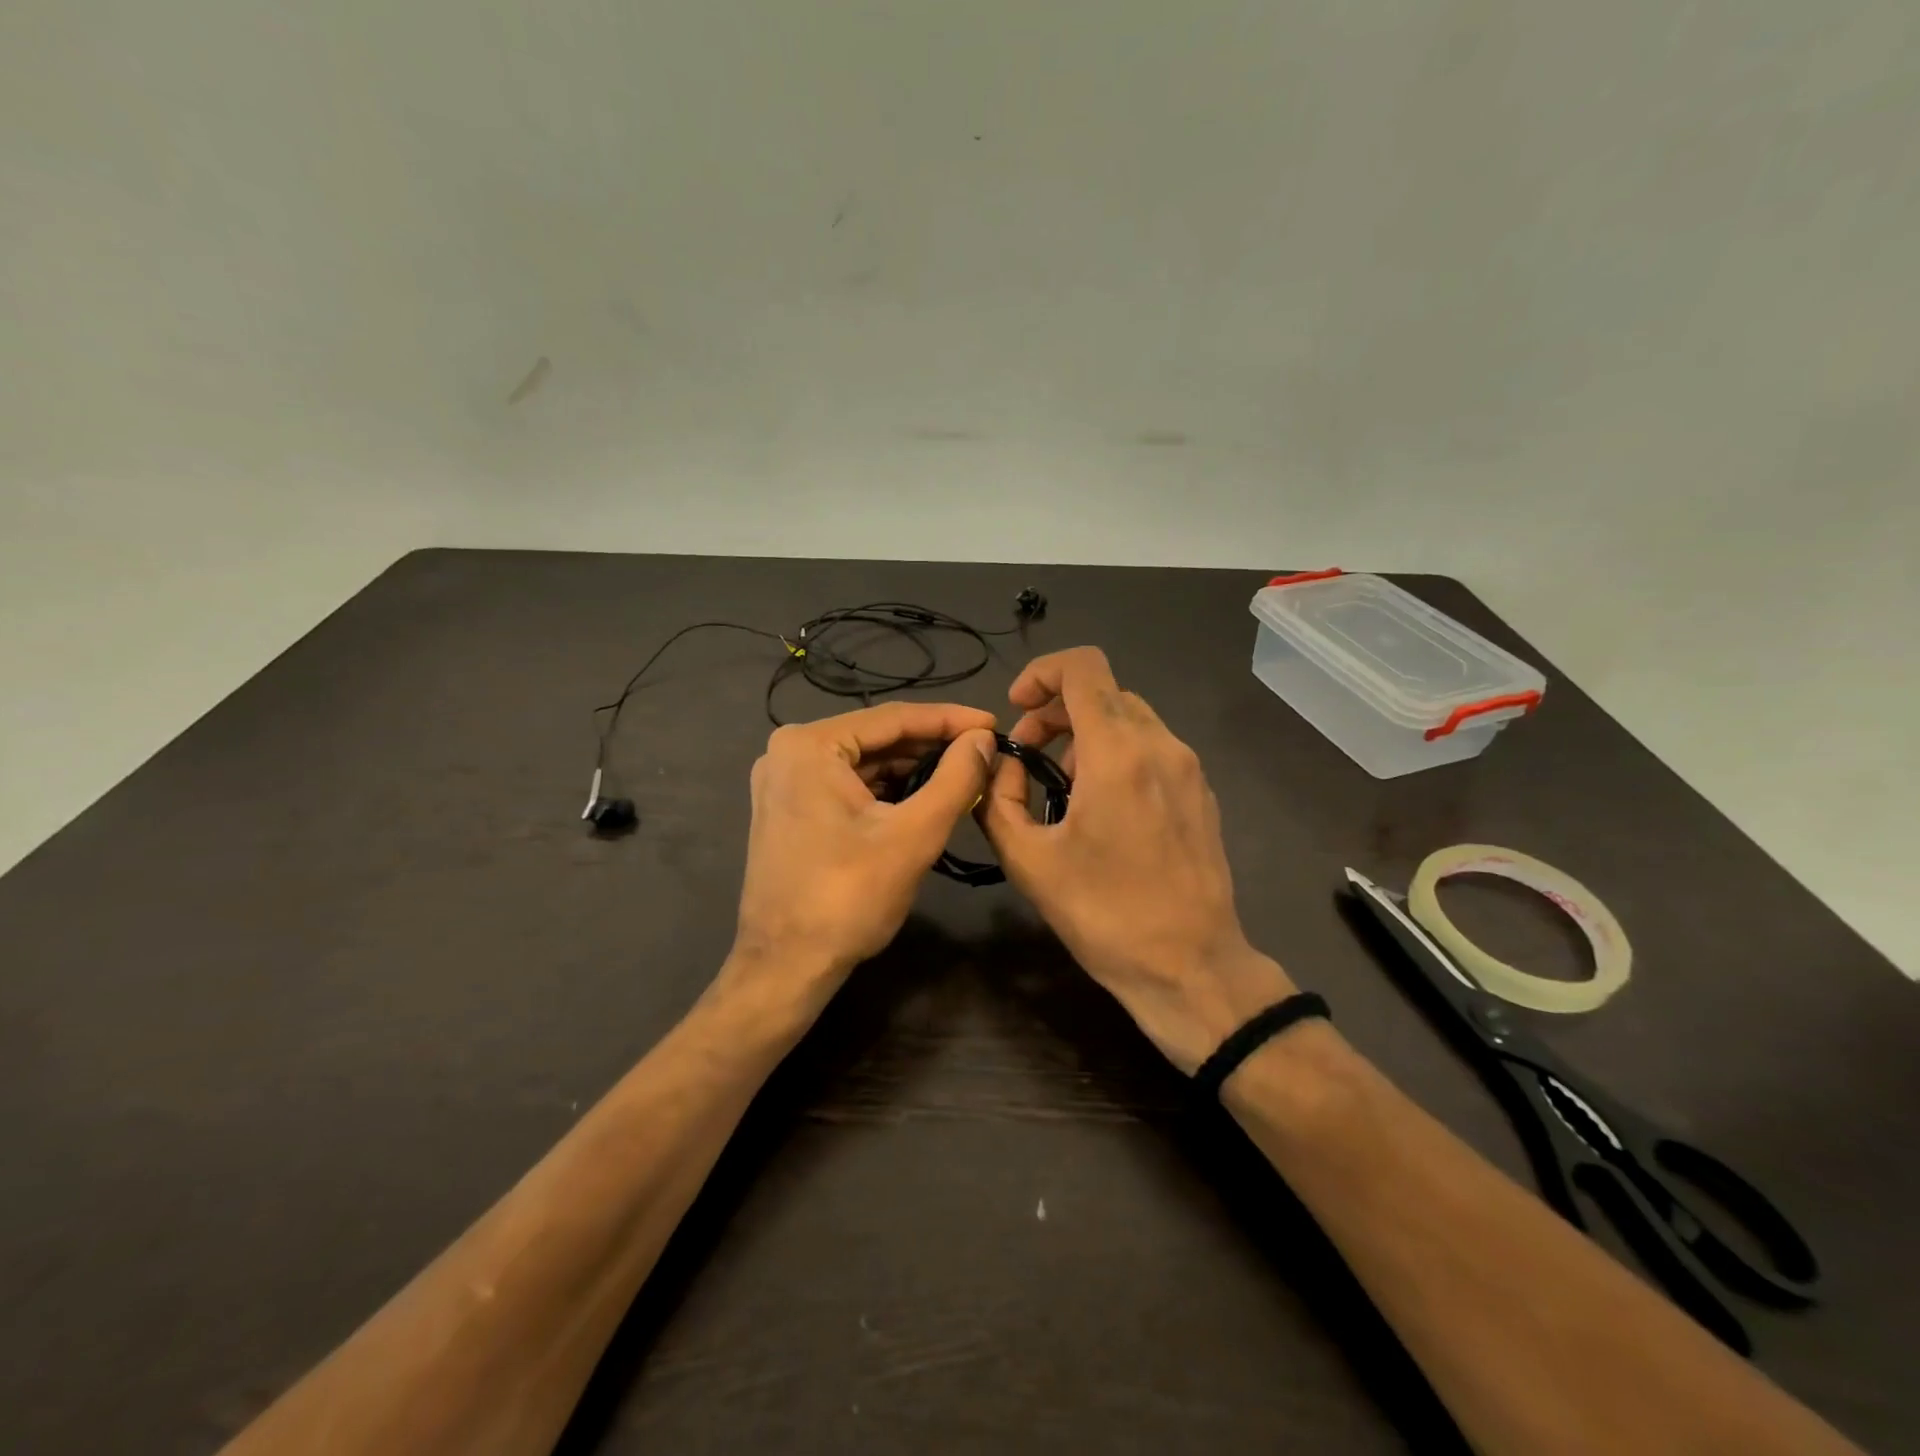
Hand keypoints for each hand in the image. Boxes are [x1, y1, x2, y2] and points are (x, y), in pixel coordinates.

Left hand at [726, 702, 998, 1017]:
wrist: (786, 966)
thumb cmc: (848, 897)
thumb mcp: (914, 835)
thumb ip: (956, 779)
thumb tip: (984, 739)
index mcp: (809, 745)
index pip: (894, 718)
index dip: (951, 719)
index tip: (995, 723)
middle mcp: (790, 751)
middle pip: (878, 738)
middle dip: (933, 746)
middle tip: (985, 752)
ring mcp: (785, 781)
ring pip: (865, 763)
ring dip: (913, 769)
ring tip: (965, 774)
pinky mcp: (791, 808)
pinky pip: (849, 785)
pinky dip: (888, 790)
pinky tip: (926, 796)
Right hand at [977, 647, 1294, 1072]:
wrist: (1191, 967)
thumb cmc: (1104, 914)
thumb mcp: (1028, 860)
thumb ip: (998, 799)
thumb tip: (1002, 765)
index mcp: (1118, 753)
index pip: (1083, 667)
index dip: (1042, 672)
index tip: (1017, 710)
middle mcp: (1161, 746)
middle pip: (1103, 693)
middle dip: (1055, 713)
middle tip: (1028, 760)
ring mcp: (1189, 768)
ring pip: (1129, 719)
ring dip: (1085, 736)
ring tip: (1063, 791)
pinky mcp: (1201, 794)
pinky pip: (1152, 749)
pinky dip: (1117, 756)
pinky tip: (1102, 810)